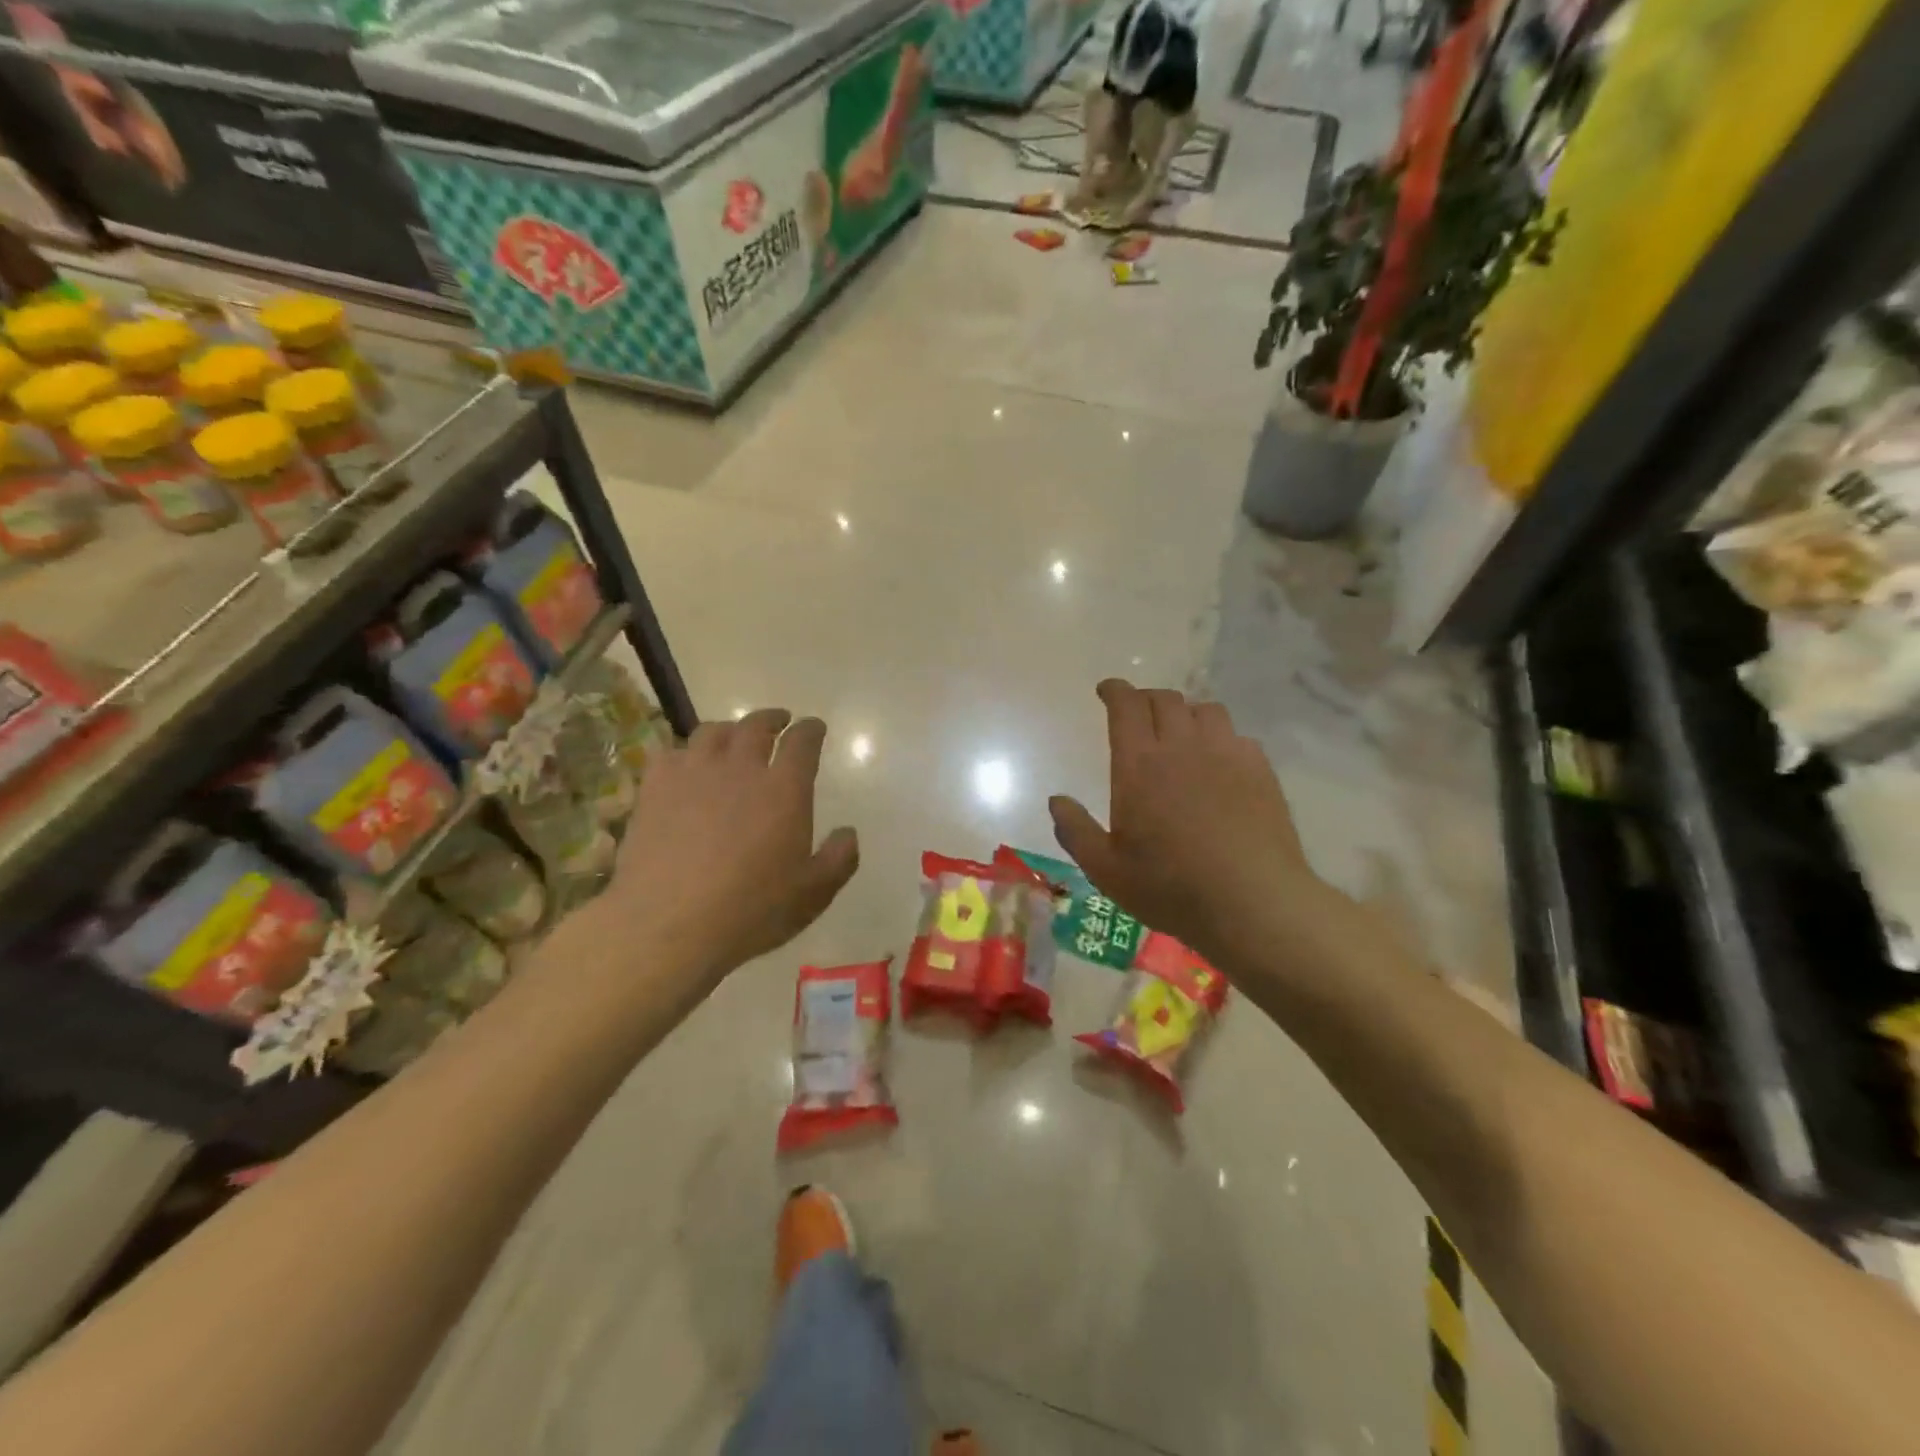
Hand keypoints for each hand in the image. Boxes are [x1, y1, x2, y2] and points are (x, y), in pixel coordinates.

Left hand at [582, 709, 858, 985]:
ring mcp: (693, 774)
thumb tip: (848, 833)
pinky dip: (686, 752)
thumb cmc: (751, 911)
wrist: (669, 925)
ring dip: (730, 729)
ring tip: (734, 737)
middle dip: (772, 719)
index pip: (802, 742)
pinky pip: (671, 753)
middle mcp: (741, 769)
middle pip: (756, 726)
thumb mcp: (813, 894)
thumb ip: (839, 859)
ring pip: (713, 732)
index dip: (811, 730)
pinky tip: (687, 765)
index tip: (814, 727)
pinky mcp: (655, 789)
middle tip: (778, 722)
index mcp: (784, 789)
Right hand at [1049, 681, 1327, 965]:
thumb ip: (1075, 831)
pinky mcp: (1260, 770)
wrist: (1253, 903)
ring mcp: (1226, 755)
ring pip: (1205, 710)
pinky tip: (1220, 762)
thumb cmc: (1171, 887)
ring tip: (1181, 732)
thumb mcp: (1106, 870)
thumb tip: (1057, 800)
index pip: (1126, 706)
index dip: (1115, 690)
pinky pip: (1237, 736)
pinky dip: (1220, 738)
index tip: (1107, 690)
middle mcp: (1183, 747)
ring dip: (1186, 713)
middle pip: (1165, 699)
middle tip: (1138, 713)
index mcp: (1139, 764)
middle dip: (1146, 698)